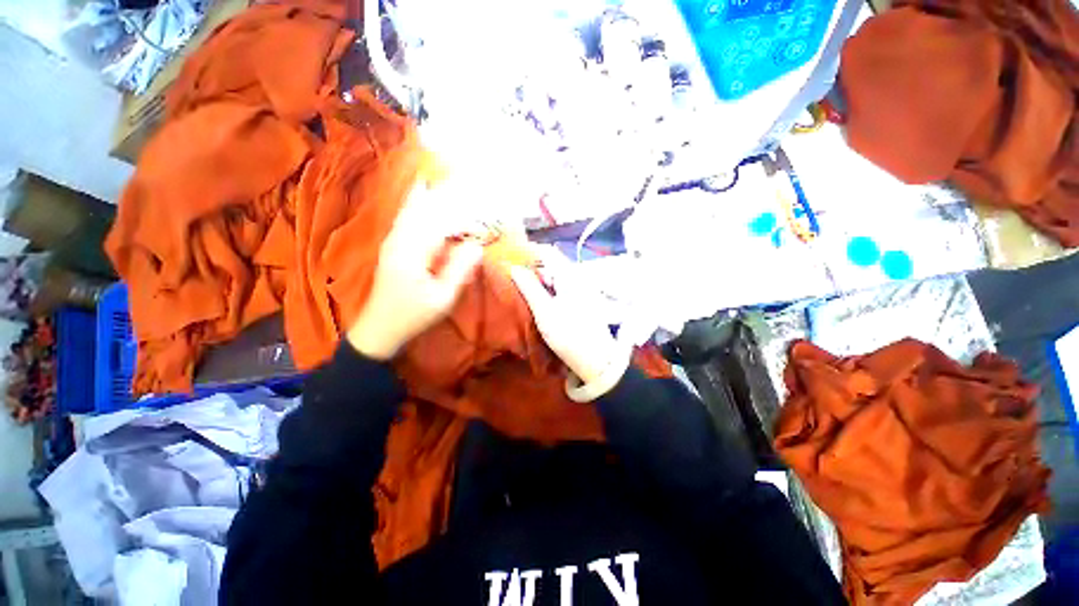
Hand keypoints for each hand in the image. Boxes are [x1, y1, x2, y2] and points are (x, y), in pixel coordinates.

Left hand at [347, 184, 483, 359]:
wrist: (379, 328)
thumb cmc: (413, 315)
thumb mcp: (442, 297)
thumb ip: (459, 270)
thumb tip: (477, 245)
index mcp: (413, 250)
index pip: (441, 221)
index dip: (463, 214)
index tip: (483, 211)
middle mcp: (400, 238)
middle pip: (422, 206)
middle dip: (443, 193)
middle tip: (463, 180)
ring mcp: (393, 241)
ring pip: (411, 209)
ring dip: (429, 195)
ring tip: (446, 181)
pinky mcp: (393, 246)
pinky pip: (407, 218)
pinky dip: (417, 204)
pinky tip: (424, 198)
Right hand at [509, 247, 628, 392]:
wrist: (597, 359)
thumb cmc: (569, 334)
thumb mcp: (544, 311)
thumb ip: (529, 287)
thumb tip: (514, 268)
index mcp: (570, 275)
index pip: (548, 252)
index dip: (529, 251)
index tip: (512, 257)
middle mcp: (579, 277)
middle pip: (554, 263)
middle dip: (534, 266)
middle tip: (514, 274)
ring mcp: (584, 288)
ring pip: (558, 275)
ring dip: (541, 278)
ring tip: (524, 286)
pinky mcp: (584, 300)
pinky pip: (564, 286)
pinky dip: (550, 287)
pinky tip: (541, 298)